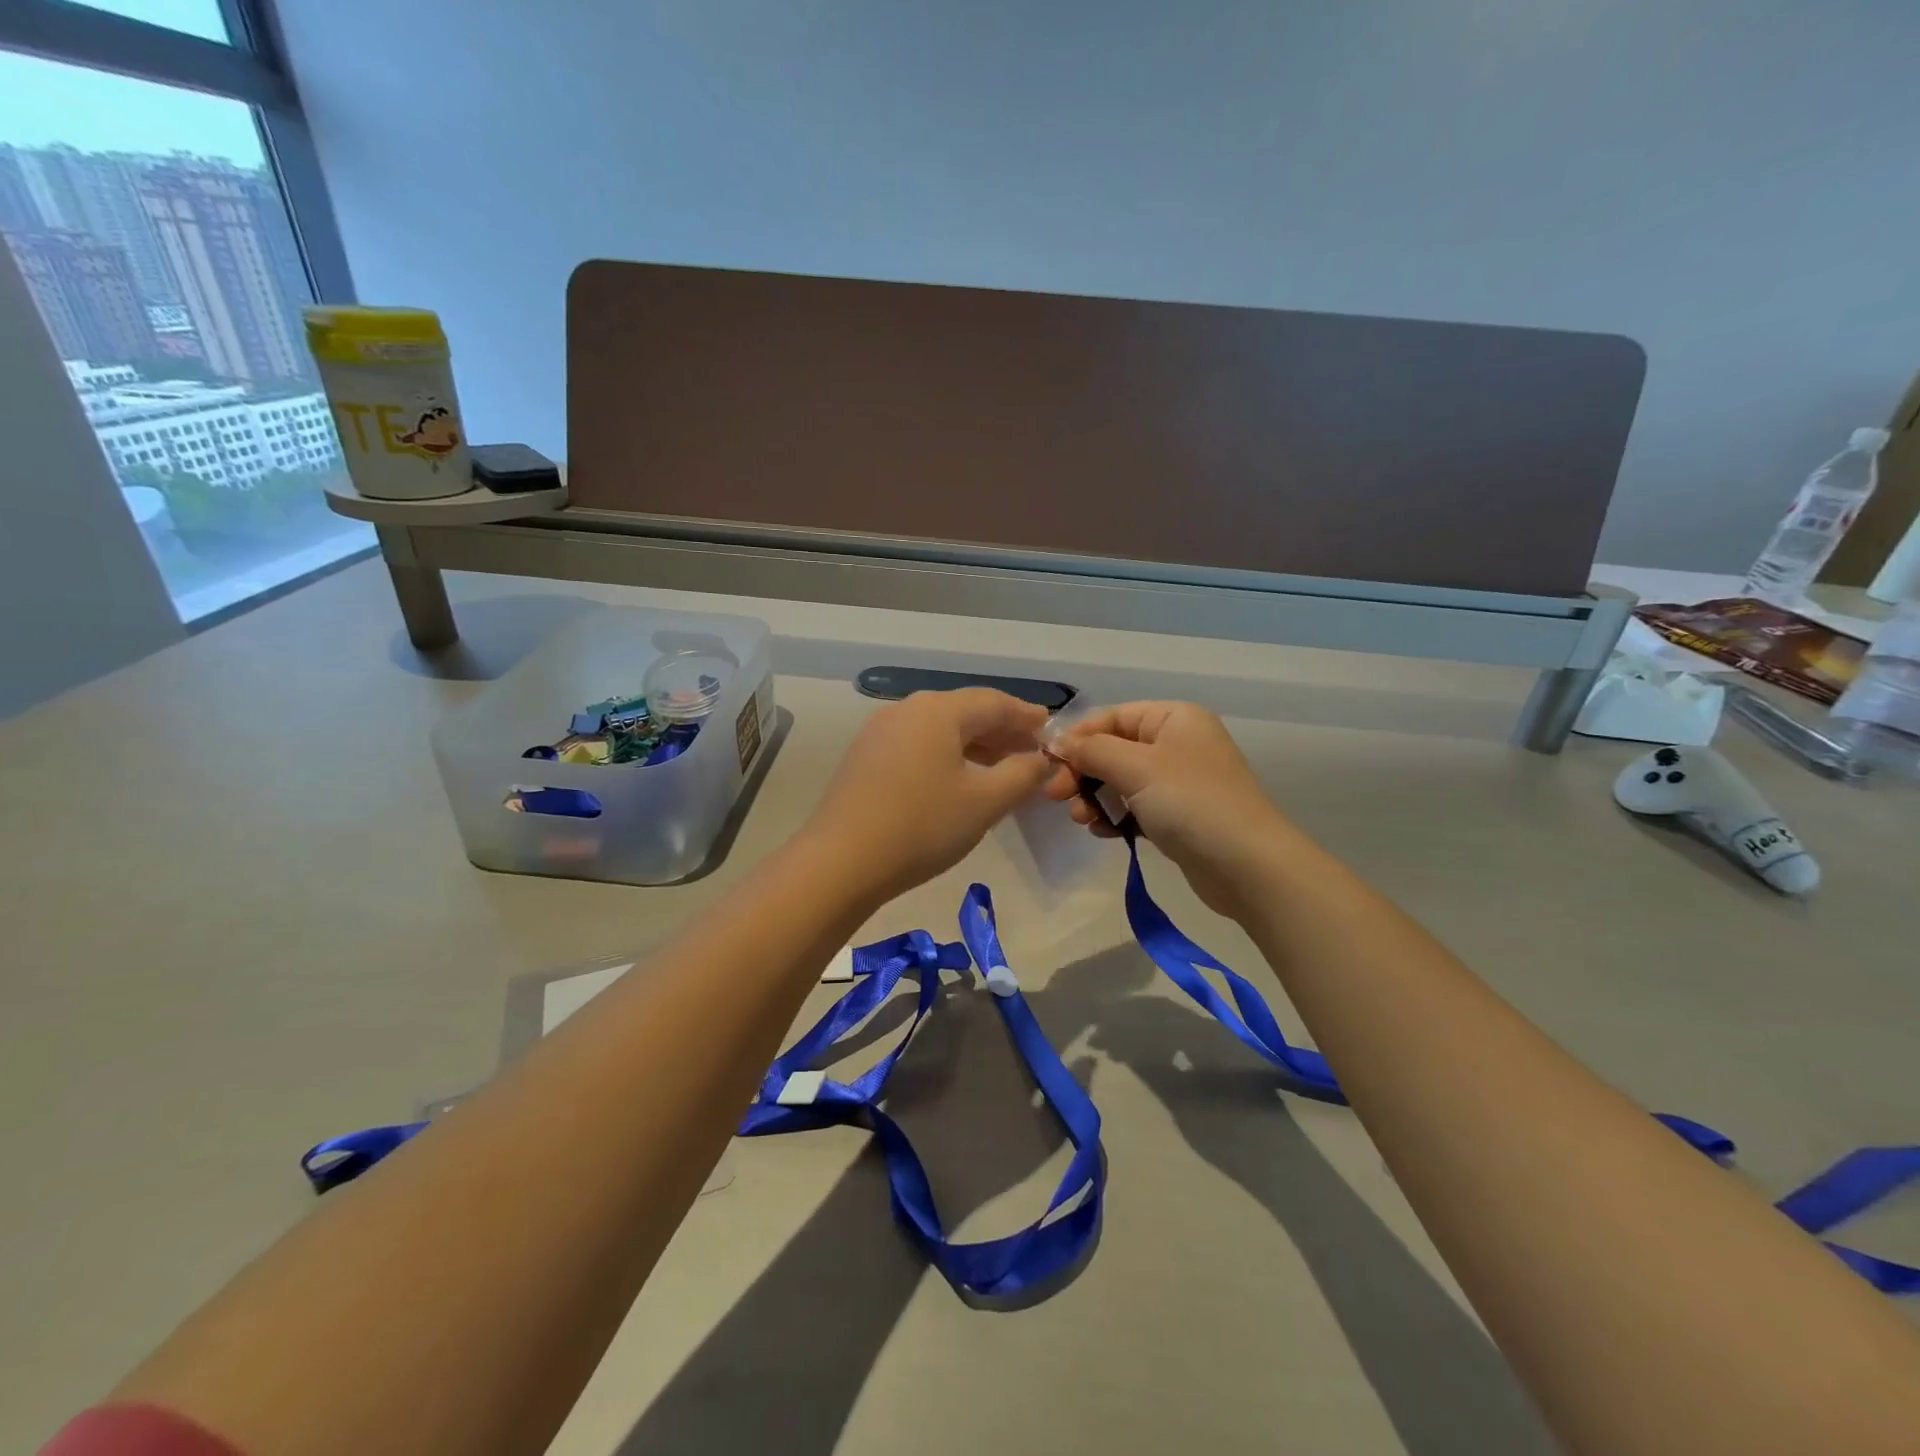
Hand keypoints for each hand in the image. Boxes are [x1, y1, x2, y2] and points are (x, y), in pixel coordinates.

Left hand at [804, 688, 1051, 901]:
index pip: (993, 702)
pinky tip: (957, 780)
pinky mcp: (864, 757)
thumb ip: (1021, 775)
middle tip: (1030, 751)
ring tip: (1000, 767)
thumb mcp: (984, 802)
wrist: (841, 862)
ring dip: (974, 744)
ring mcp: (879, 732)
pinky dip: (946, 755)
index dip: (1026, 715)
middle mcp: (907, 710)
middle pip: (964, 711)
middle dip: (1001, 730)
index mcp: (937, 710)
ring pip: (939, 729)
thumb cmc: (922, 826)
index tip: (1049, 730)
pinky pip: (917, 744)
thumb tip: (1040, 759)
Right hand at [1042, 701, 1288, 915]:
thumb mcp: (1135, 767)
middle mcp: (1176, 743)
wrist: (1247, 866)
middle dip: (1083, 772)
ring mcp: (1177, 782)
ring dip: (1094, 798)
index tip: (1049, 762)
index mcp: (1173, 718)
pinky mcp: (1176, 816)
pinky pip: (1133, 808)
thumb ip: (1091, 750)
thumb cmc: (1191, 802)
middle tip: (1057, 797)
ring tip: (1083, 820)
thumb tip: (1057, 741)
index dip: (1078, 737)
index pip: (1112, 717)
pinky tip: (1104, 833)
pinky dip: (1114, 817)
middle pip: (1113, 749)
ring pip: (1119, 781)